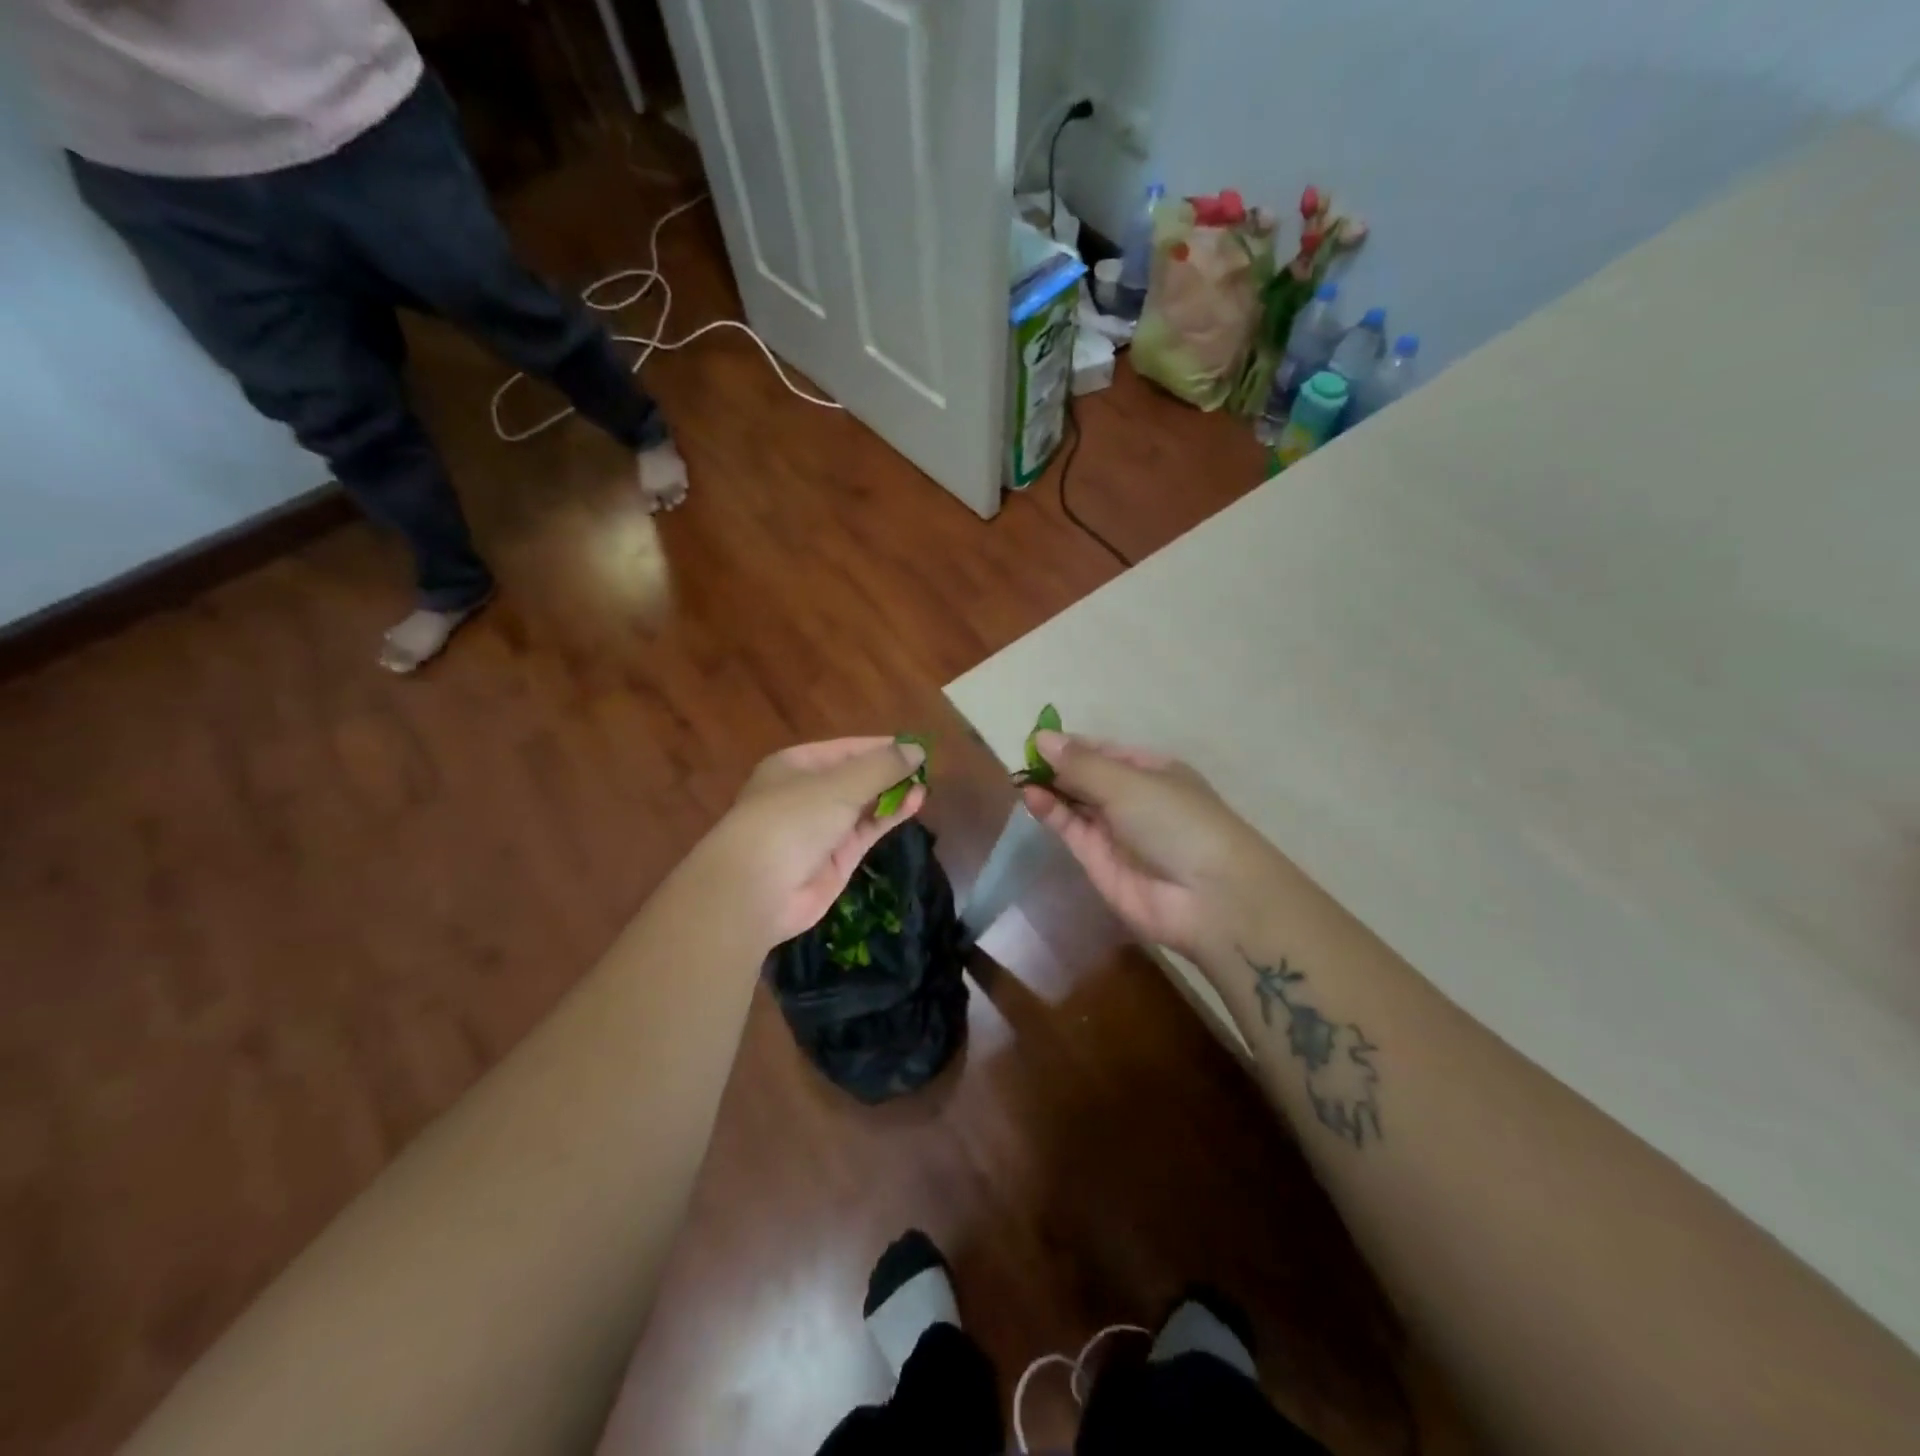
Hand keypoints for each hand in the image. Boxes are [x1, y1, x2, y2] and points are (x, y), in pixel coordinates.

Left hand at [705, 737, 928, 944]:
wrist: (756, 889)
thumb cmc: (792, 820)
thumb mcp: (839, 784)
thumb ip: (881, 766)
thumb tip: (916, 750)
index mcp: (796, 765)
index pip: (845, 749)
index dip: (880, 747)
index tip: (915, 748)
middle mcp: (807, 793)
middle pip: (855, 777)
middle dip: (888, 772)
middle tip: (925, 769)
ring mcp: (821, 828)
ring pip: (863, 805)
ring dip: (892, 795)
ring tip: (924, 787)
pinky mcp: (835, 858)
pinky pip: (866, 830)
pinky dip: (888, 817)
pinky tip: (913, 805)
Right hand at [1021, 732, 1283, 958]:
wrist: (1208, 898)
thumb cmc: (1176, 822)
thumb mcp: (1128, 782)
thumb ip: (1081, 764)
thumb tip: (1041, 738)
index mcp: (1153, 771)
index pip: (1104, 751)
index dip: (1072, 745)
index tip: (1036, 740)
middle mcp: (1134, 799)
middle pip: (1087, 777)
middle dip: (1057, 767)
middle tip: (1020, 759)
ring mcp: (1117, 832)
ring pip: (1076, 804)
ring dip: (1051, 789)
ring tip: (1020, 776)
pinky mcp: (1100, 863)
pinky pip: (1072, 830)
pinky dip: (1052, 813)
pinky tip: (1031, 796)